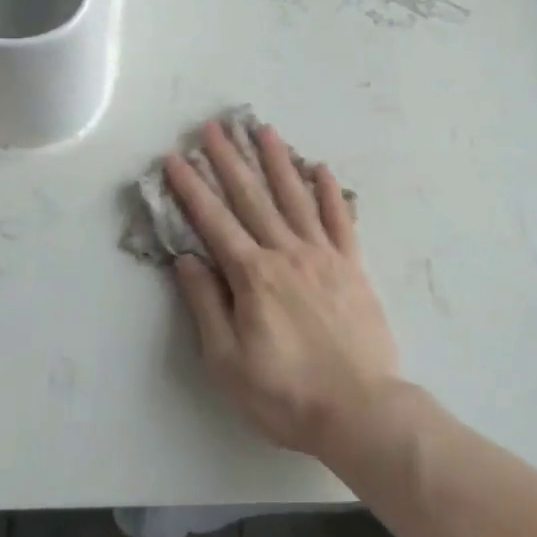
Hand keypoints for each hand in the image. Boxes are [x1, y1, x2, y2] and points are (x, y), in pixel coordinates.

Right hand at [163, 121, 401, 458]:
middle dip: (229, 159)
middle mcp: (286, 252)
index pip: (214, 221)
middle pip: (252, 197)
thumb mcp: (228, 362)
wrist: (360, 409)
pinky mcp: (353, 265)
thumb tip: (187, 259)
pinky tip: (320, 167)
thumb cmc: (286, 394)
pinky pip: (339, 219)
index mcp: (253, 276)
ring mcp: (323, 255)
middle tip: (214, 126)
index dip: (192, 188)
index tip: (176, 158)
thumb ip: (207, 305)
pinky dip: (329, 191)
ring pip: (295, 197)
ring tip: (263, 129)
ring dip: (277, 161)